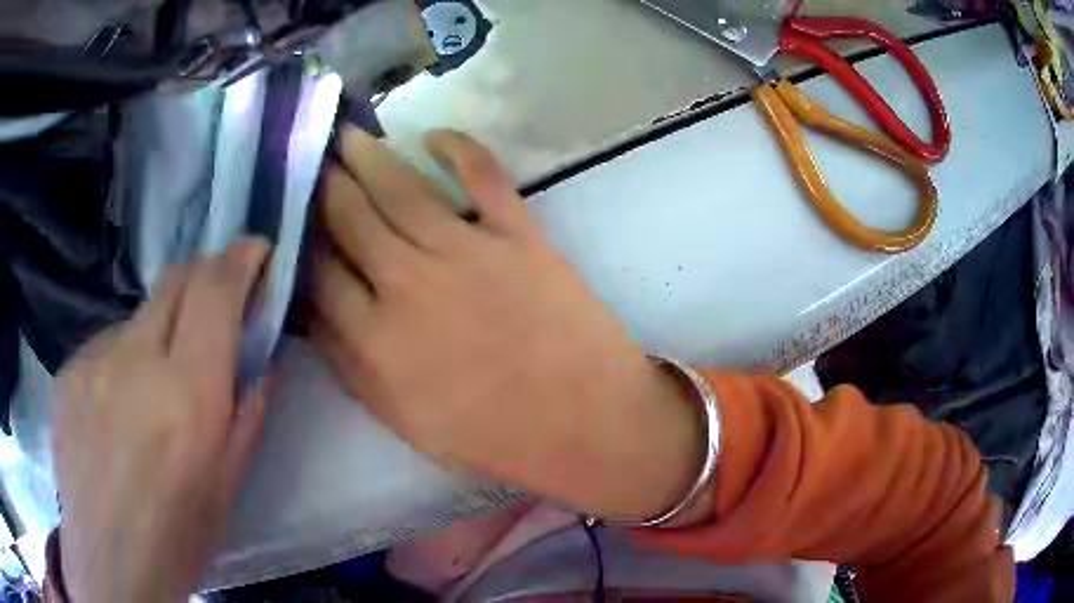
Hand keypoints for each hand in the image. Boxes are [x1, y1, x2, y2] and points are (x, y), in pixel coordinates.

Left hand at [53, 241, 269, 602]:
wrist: (107, 561)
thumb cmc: (175, 539)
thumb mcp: (226, 489)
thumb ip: (246, 417)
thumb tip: (261, 366)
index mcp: (186, 396)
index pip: (214, 291)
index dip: (240, 258)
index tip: (255, 251)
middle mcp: (136, 360)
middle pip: (175, 279)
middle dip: (204, 275)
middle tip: (216, 303)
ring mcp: (94, 360)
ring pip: (139, 316)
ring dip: (159, 332)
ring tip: (154, 391)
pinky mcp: (69, 371)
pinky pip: (106, 346)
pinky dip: (124, 360)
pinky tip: (119, 410)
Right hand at [310, 126, 704, 521]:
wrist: (584, 421)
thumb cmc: (494, 436)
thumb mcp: (405, 422)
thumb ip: (352, 368)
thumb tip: (313, 317)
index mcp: (377, 338)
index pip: (320, 273)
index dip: (303, 240)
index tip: (295, 217)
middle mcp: (409, 284)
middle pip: (351, 218)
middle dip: (326, 185)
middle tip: (313, 157)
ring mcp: (466, 252)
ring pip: (402, 190)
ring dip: (370, 156)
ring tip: (349, 135)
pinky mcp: (518, 235)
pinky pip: (483, 177)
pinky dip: (459, 148)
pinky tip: (432, 135)